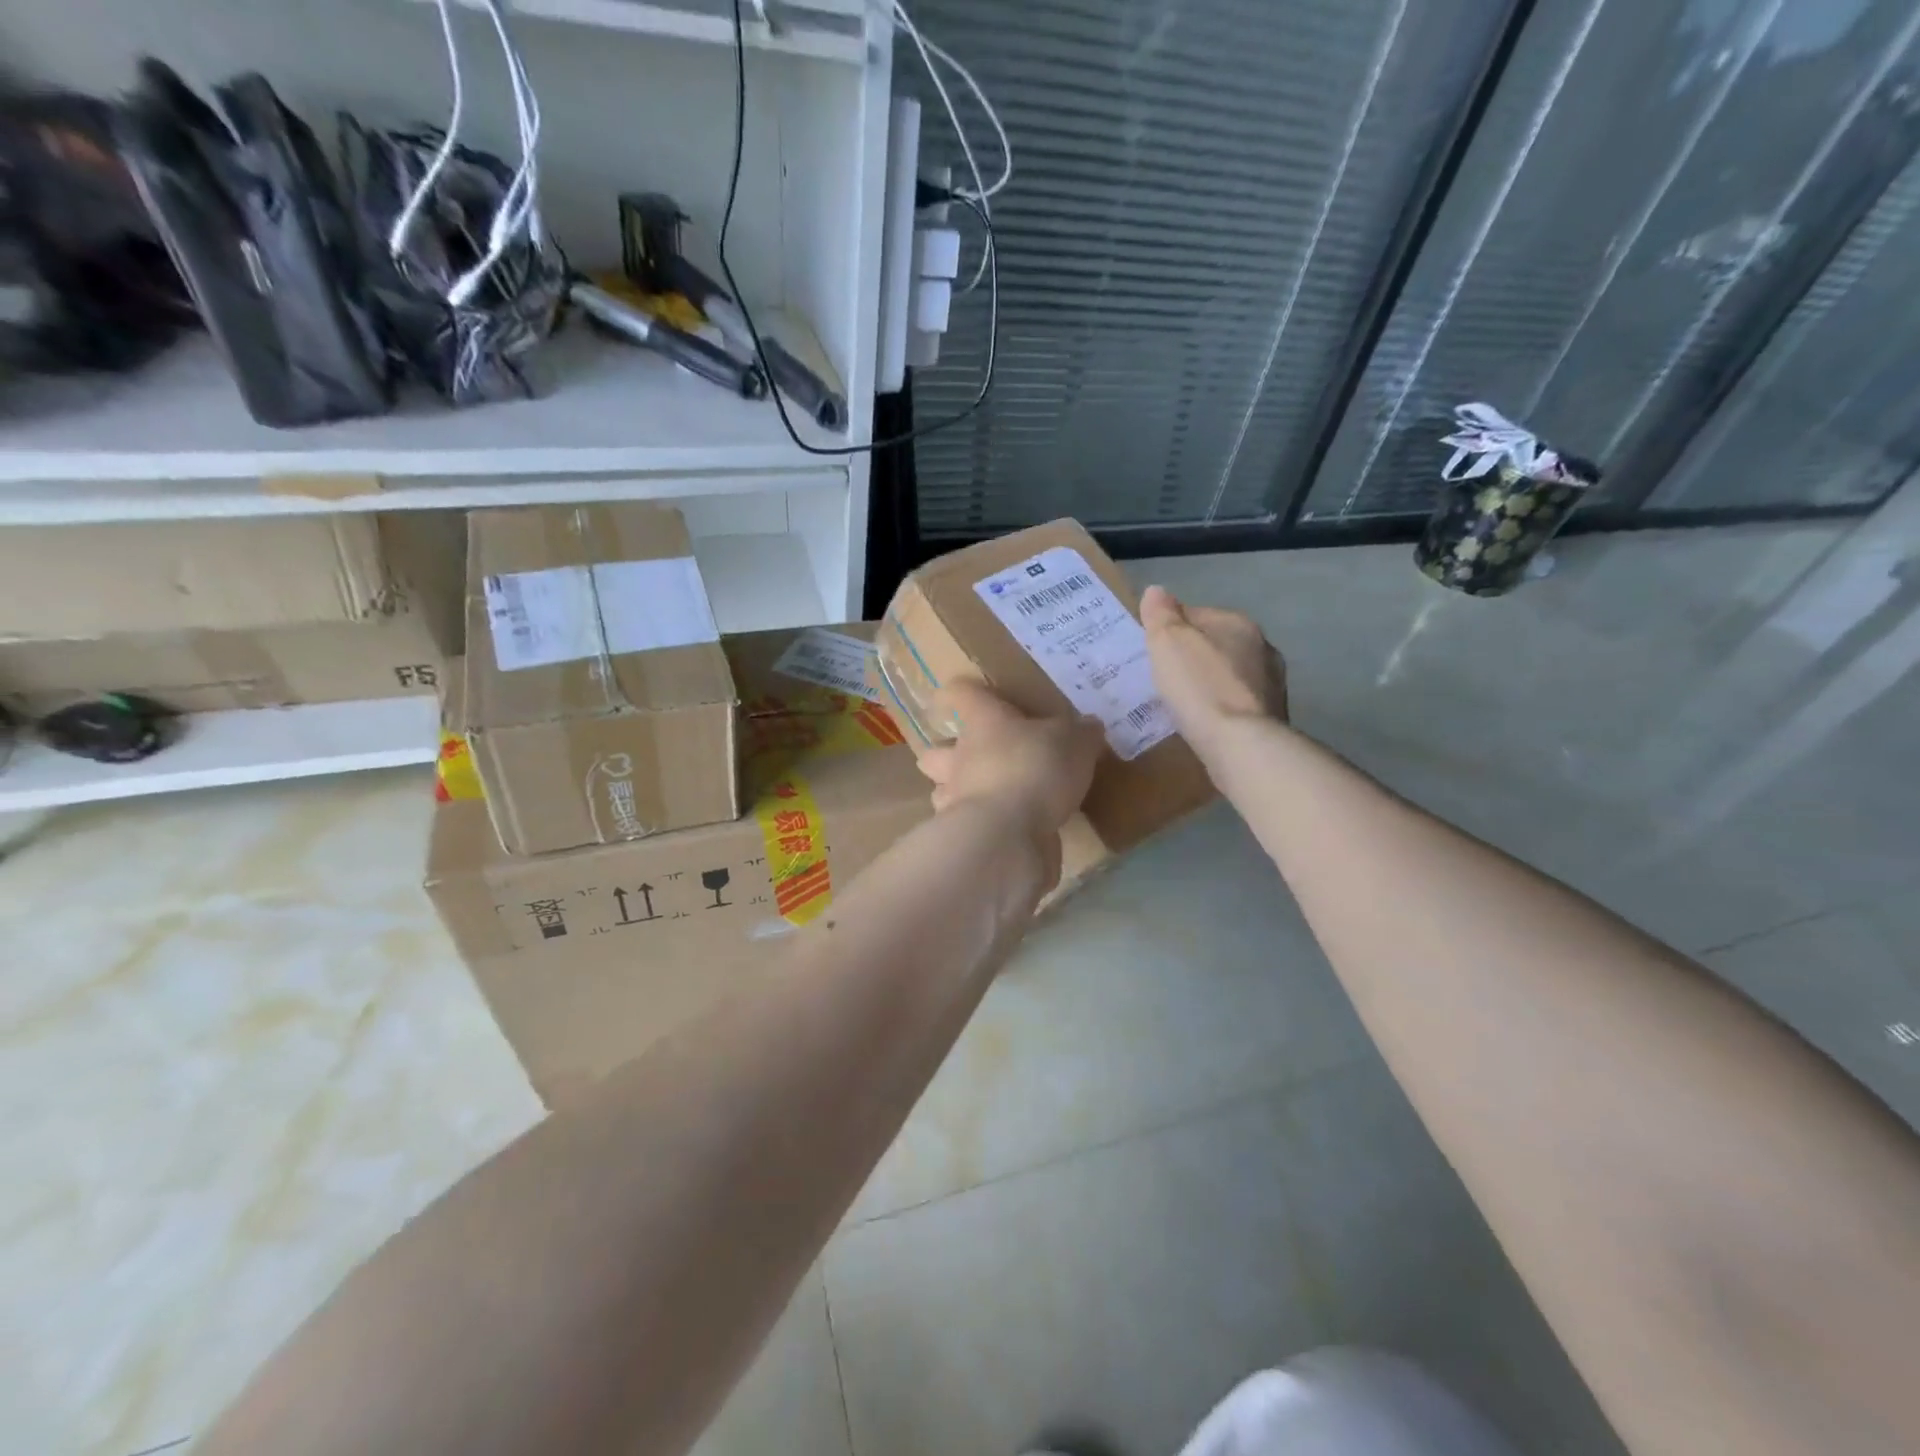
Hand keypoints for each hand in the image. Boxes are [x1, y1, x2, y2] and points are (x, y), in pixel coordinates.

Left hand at [916, 678, 1103, 845]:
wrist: (1008, 836)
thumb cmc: (1034, 769)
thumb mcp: (1073, 743)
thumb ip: (1080, 734)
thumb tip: (1088, 727)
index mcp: (983, 723)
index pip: (961, 695)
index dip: (963, 693)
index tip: (971, 697)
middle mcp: (960, 758)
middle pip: (936, 752)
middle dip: (947, 755)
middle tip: (977, 759)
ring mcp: (957, 801)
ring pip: (944, 793)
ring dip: (962, 794)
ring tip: (994, 799)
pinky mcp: (965, 839)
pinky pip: (969, 828)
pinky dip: (985, 828)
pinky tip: (1010, 831)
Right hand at [1140, 585, 1287, 755]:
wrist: (1241, 745)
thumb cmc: (1200, 687)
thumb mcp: (1168, 643)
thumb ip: (1161, 615)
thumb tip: (1156, 591)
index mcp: (1237, 623)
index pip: (1196, 614)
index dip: (1170, 629)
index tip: (1151, 650)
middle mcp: (1262, 647)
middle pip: (1216, 644)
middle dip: (1193, 657)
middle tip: (1164, 678)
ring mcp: (1272, 684)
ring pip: (1229, 675)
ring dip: (1209, 683)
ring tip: (1183, 703)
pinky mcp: (1272, 717)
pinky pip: (1237, 704)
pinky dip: (1221, 708)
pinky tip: (1204, 723)